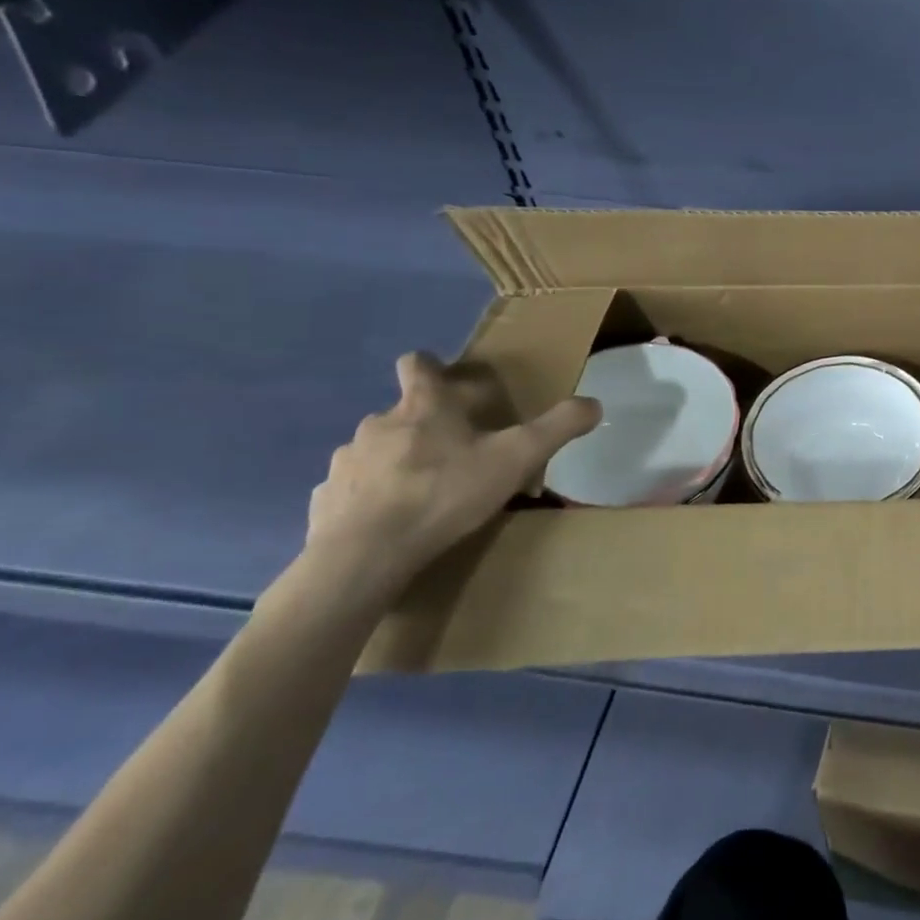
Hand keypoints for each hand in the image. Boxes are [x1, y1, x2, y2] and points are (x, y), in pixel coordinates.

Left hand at [303, 353, 599, 604]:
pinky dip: (371, 497)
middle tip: (458, 451)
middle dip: (427, 424)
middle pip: (402, 410)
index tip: (448, 380)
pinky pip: (352, 489)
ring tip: (425, 491)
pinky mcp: (325, 500)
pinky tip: (391, 521)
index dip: (432, 366)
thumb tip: (594, 403)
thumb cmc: (445, 493)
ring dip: (398, 461)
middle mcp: (379, 423)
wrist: (365, 555)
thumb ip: (558, 427)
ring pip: (377, 450)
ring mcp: (346, 462)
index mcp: (424, 406)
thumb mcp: (517, 458)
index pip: (418, 364)